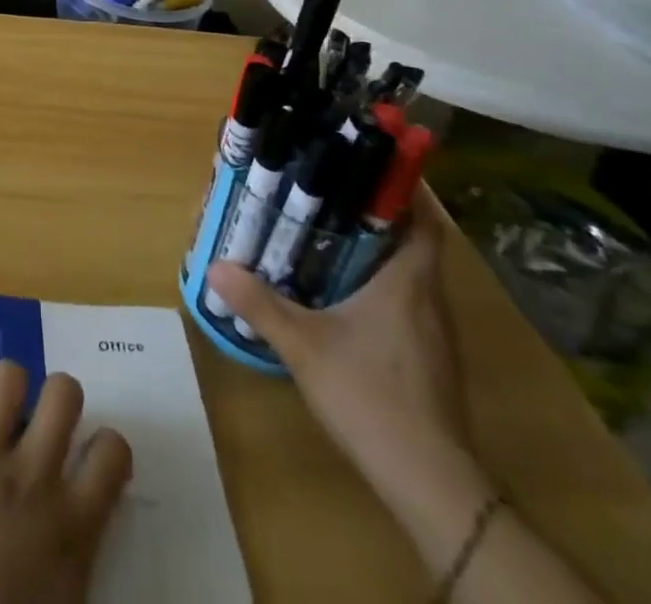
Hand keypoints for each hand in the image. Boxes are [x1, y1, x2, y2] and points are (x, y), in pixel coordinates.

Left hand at [0, 362, 132, 603]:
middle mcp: (30, 476)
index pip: (111, 451)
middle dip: (52, 397)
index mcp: (69, 525)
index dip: (102, 445)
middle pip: (63, 392)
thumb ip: (70, 562)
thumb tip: (71, 544)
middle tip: (36, 425)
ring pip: (4, 376)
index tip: (85, 456)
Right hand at [204, 187, 477, 507]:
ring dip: (379, 253)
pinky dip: (382, 288)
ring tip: (330, 238)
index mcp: (409, 281)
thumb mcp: (304, 346)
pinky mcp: (430, 361)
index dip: (402, 189)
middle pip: (413, 241)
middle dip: (376, 216)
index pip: (423, 219)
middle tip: (329, 197)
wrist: (429, 483)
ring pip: (411, 274)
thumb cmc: (371, 396)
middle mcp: (430, 299)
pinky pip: (408, 305)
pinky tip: (346, 298)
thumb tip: (214, 266)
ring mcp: (435, 334)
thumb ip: (260, 304)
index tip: (365, 168)